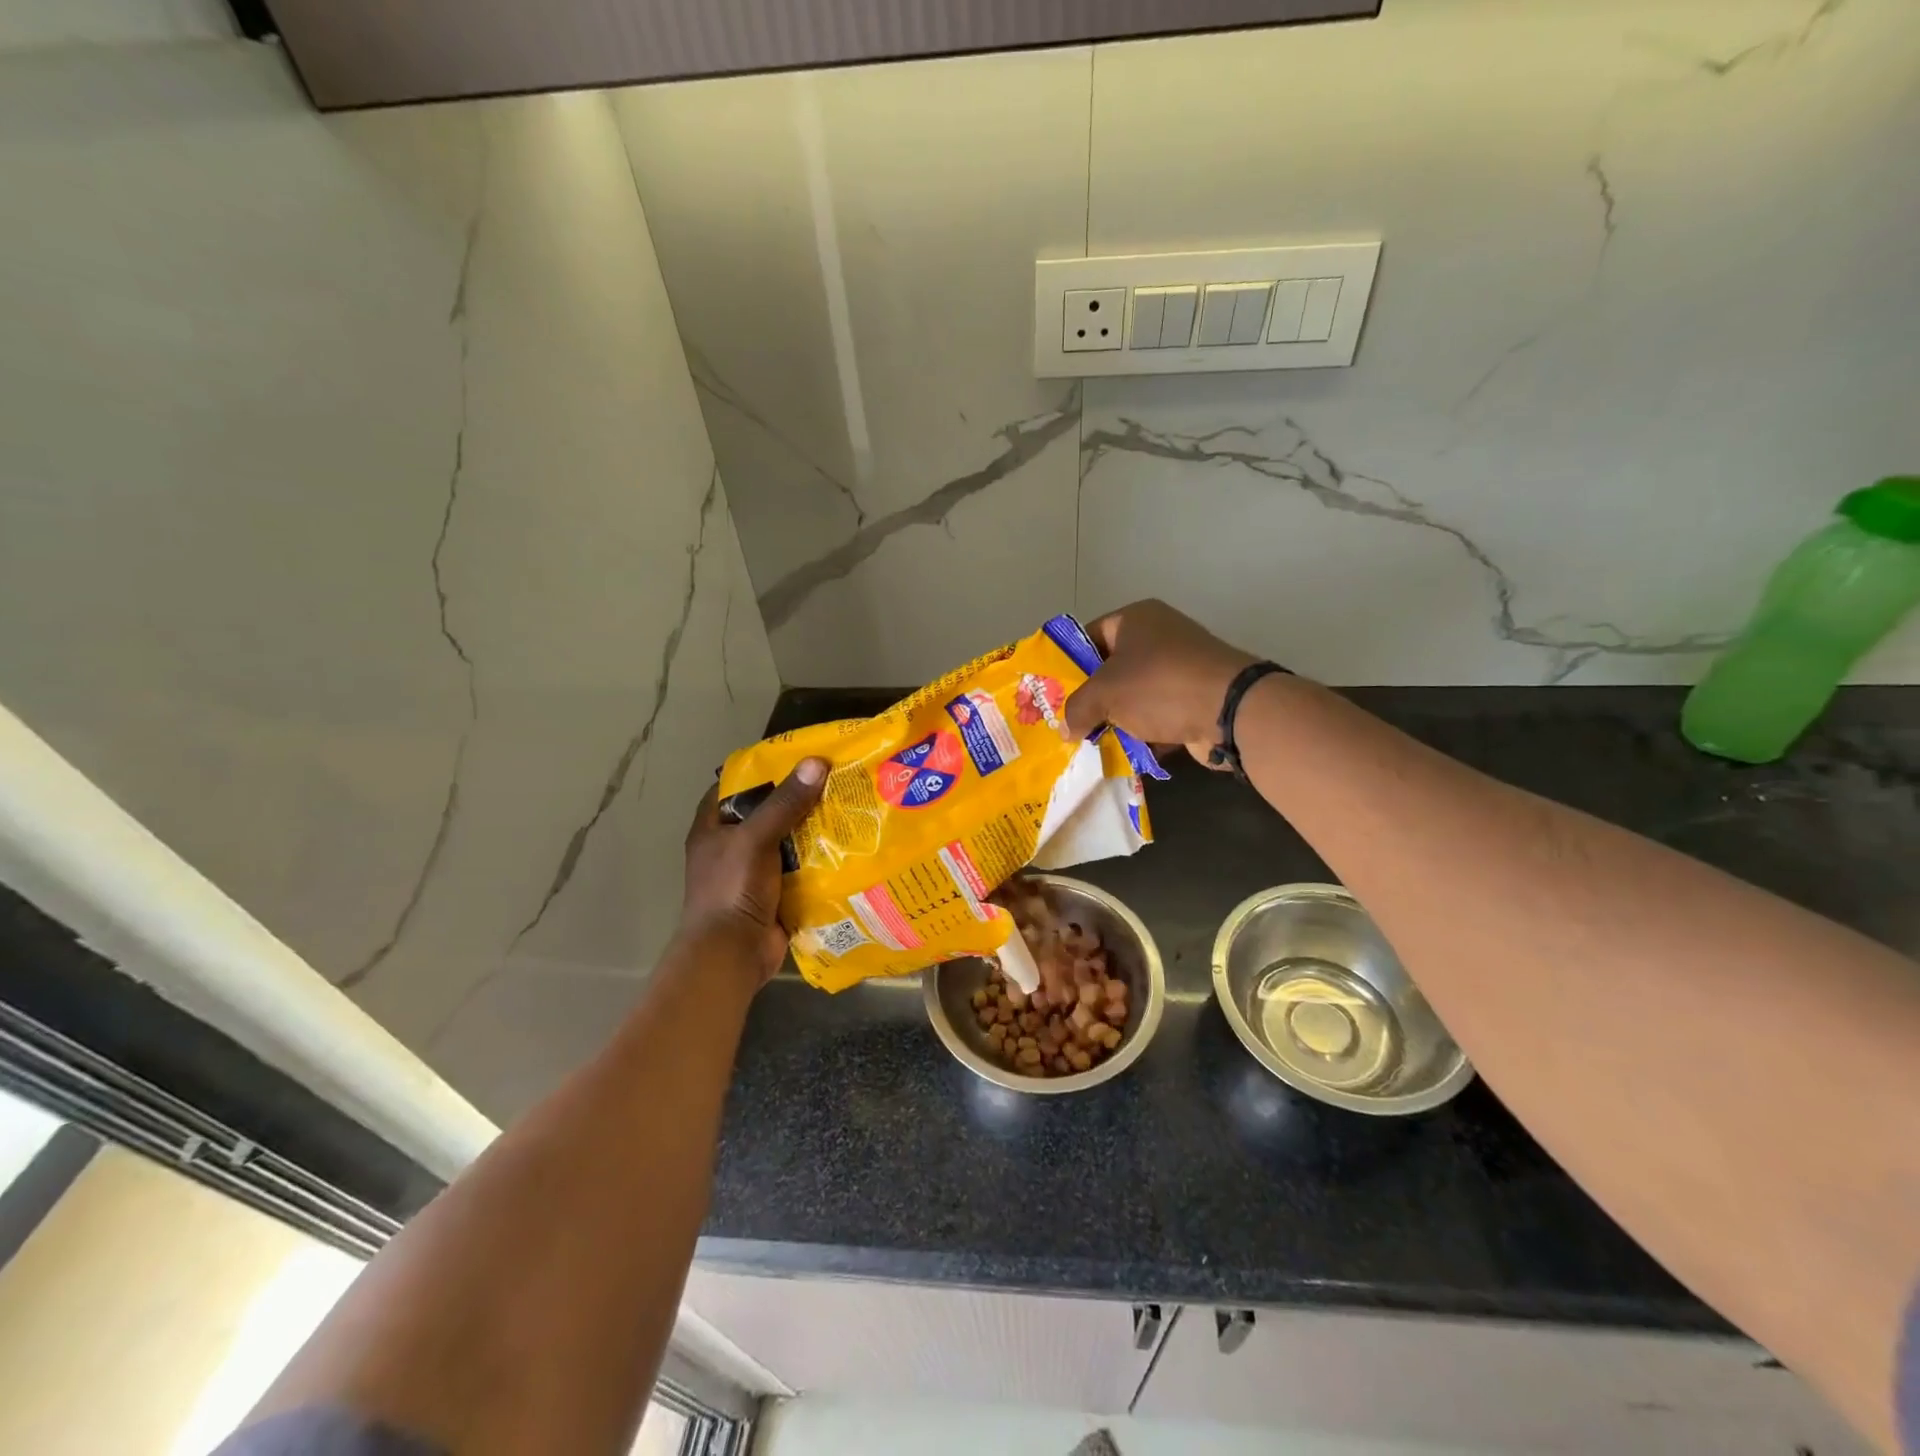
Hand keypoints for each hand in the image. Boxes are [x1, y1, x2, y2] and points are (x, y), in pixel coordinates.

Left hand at [678, 759, 827, 984]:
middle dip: (798, 799)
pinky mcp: (776, 893)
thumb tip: (817, 763)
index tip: (797, 757)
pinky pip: (801, 868)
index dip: (762, 769)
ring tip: (850, 807)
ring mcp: (754, 872)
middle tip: (835, 780)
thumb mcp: (756, 838)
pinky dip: (821, 859)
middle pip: (768, 813)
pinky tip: (849, 846)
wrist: (732, 954)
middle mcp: (732, 846)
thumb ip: (785, 803)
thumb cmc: (732, 888)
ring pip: (788, 841)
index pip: (734, 786)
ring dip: (814, 830)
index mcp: (713, 828)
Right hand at [1063, 600, 1257, 765]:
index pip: (1089, 636)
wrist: (1230, 711)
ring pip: (1134, 695)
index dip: (1069, 664)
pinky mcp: (1195, 698)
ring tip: (1091, 743)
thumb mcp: (1104, 694)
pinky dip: (1143, 733)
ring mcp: (1181, 668)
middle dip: (1091, 698)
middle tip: (1068, 722)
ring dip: (1116, 719)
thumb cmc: (1158, 686)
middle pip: (1112, 668)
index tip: (1052, 693)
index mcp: (1136, 619)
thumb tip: (1066, 729)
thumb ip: (1077, 709)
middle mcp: (1160, 636)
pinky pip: (1158, 715)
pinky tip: (1124, 753)